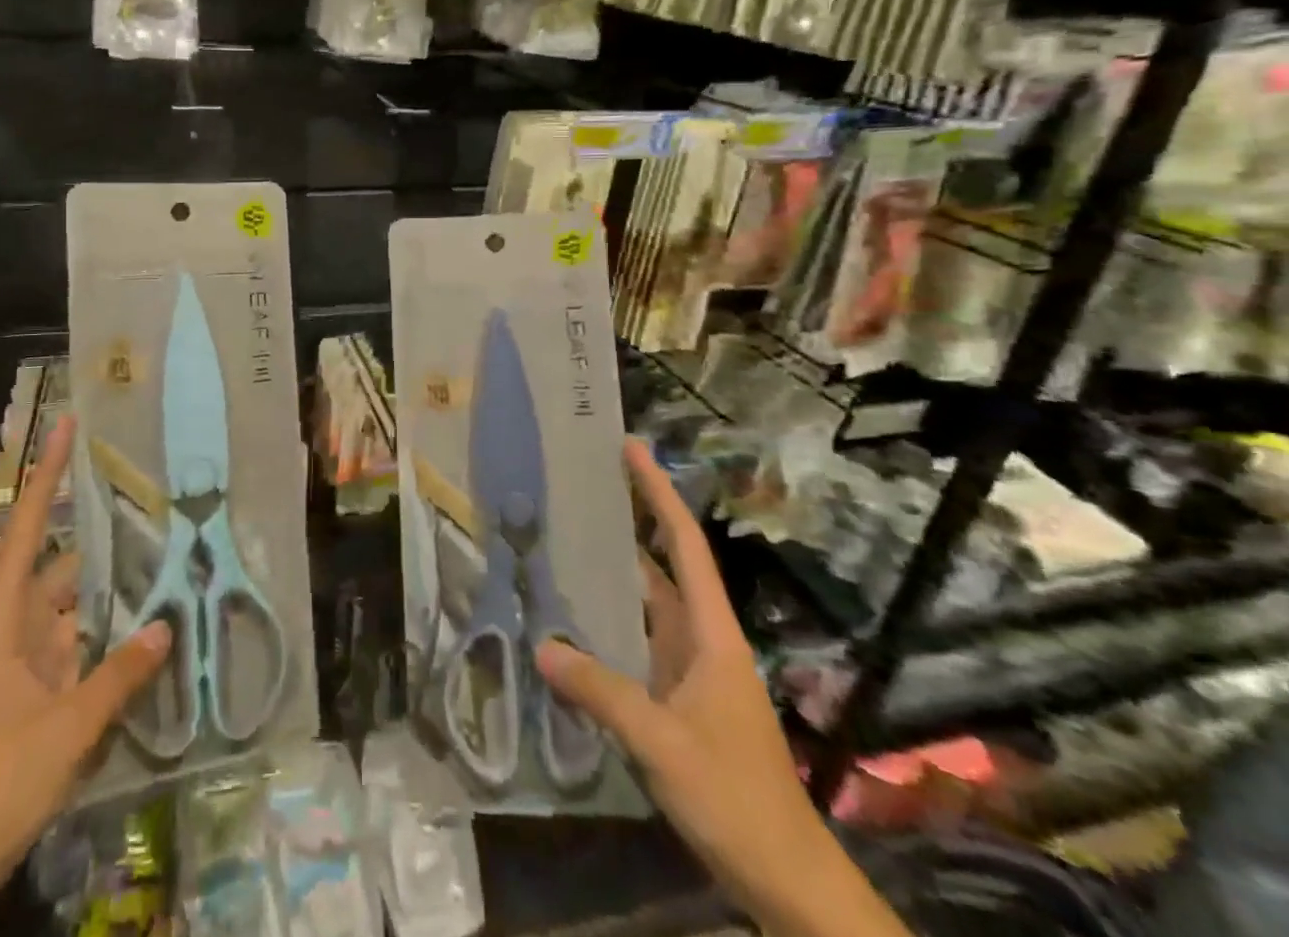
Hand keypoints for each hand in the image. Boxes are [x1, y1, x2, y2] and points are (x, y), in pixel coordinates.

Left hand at [0, 414, 170, 936]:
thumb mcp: (66, 729)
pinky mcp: (32, 694)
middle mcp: (10, 629)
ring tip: (161, 557)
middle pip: (60, 564)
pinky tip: (144, 628)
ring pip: (71, 608)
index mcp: (2, 620)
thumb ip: (119, 676)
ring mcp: (20, 663)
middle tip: (151, 502)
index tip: (64, 426)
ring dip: (109, 590)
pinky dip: (105, 634)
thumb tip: (166, 626)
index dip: (46, 475)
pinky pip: (75, 646)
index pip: (28, 528)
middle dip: (101, 536)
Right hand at [536, 440, 910, 936]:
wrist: (787, 879)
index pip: (684, 545)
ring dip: (613, 572)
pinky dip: (606, 623)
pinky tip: (571, 619)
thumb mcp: (663, 743)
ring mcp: (689, 671)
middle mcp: (700, 640)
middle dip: (630, 521)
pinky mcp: (676, 700)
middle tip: (581, 485)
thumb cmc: (736, 798)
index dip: (659, 493)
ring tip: (564, 538)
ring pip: (646, 605)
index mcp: (711, 634)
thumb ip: (602, 692)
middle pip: (662, 565)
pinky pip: (635, 644)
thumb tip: (541, 646)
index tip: (632, 449)